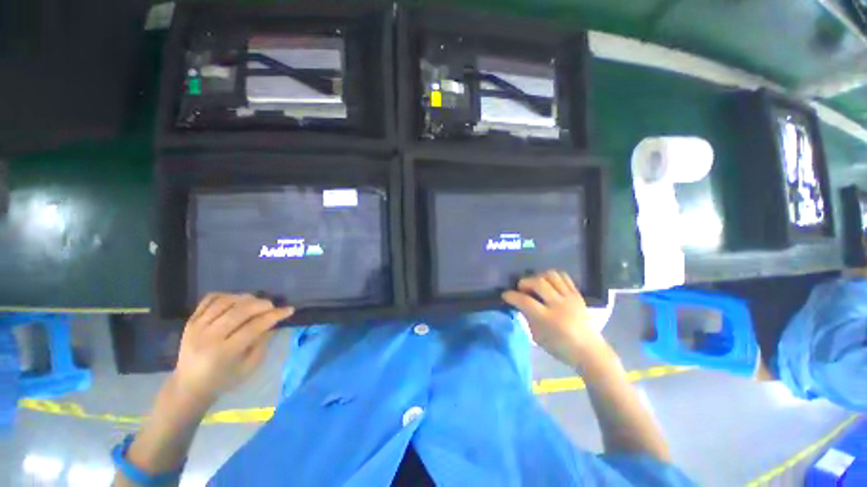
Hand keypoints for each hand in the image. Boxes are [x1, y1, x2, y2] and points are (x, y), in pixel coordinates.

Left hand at [173, 293, 293, 404]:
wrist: (188, 386)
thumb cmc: (224, 380)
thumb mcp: (249, 367)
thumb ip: (261, 343)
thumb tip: (271, 322)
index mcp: (224, 353)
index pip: (254, 327)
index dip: (274, 316)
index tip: (288, 310)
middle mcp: (208, 337)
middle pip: (239, 311)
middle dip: (261, 304)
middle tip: (272, 306)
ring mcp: (196, 328)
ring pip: (224, 302)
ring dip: (245, 298)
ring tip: (255, 302)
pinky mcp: (190, 321)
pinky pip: (209, 300)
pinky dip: (226, 295)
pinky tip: (236, 300)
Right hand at [502, 270, 606, 366]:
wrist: (590, 351)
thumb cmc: (560, 348)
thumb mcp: (537, 337)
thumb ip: (527, 317)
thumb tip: (519, 303)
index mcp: (547, 319)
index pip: (525, 301)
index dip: (511, 295)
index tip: (505, 295)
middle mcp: (559, 305)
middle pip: (538, 282)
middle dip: (524, 282)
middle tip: (521, 289)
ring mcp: (570, 298)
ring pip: (551, 275)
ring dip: (538, 276)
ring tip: (535, 284)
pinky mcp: (577, 294)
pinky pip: (564, 277)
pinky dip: (552, 276)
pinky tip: (548, 283)